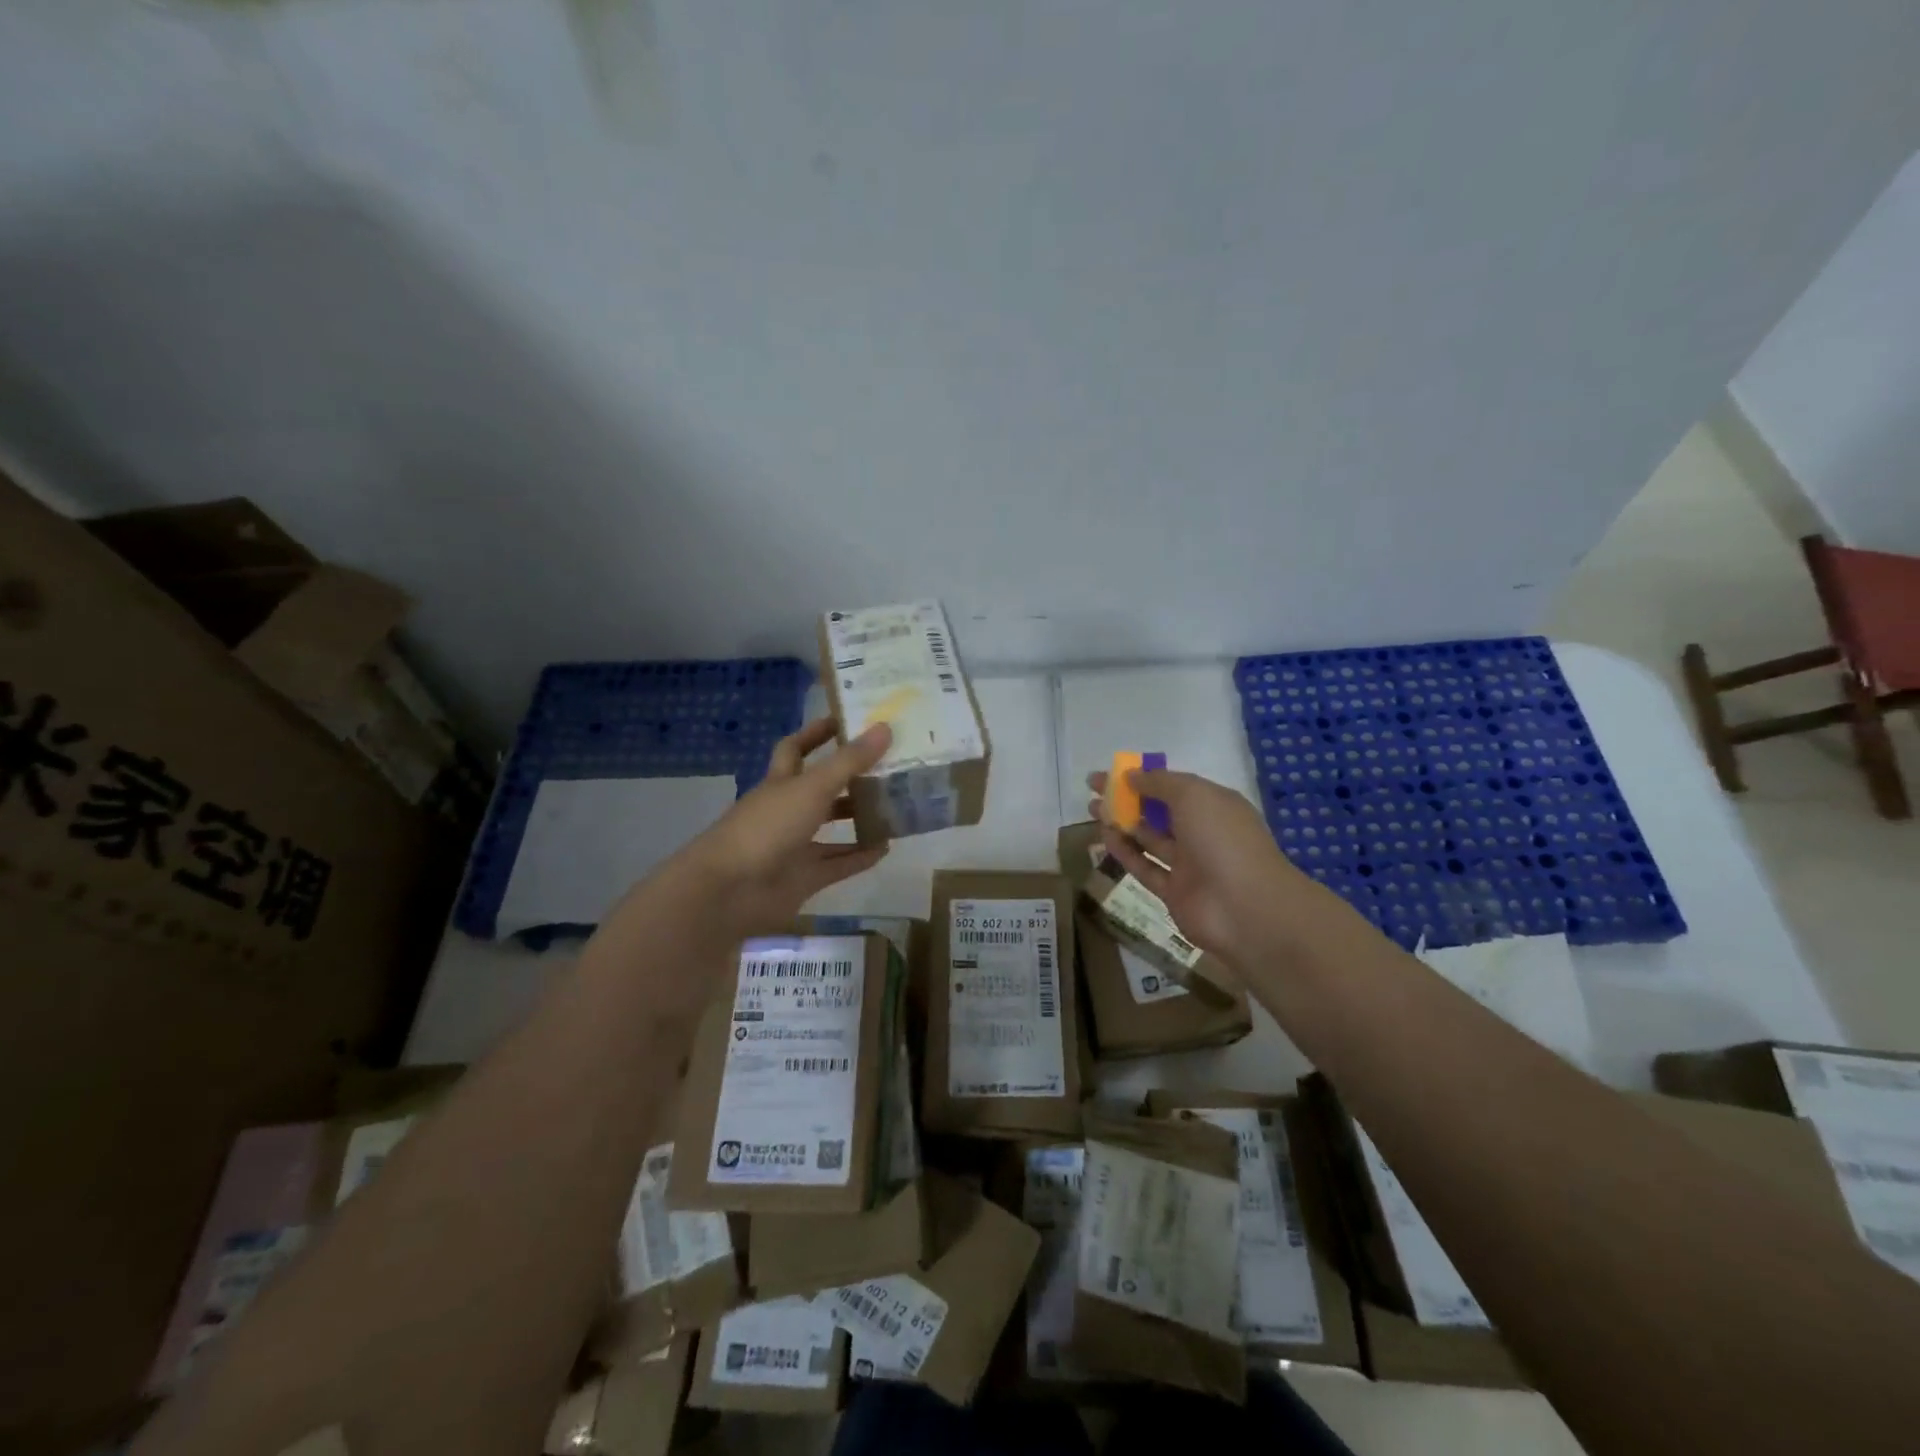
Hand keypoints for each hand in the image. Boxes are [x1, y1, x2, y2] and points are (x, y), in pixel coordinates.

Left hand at [677, 717, 891, 936]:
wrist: (729, 891)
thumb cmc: (767, 827)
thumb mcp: (812, 787)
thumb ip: (849, 761)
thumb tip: (885, 727)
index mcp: (781, 781)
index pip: (797, 748)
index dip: (818, 733)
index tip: (848, 720)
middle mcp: (787, 809)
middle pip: (821, 787)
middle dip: (850, 776)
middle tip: (889, 763)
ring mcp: (795, 845)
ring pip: (832, 827)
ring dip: (859, 817)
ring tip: (896, 805)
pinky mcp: (804, 877)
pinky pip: (838, 864)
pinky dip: (860, 856)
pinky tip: (886, 847)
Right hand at [1087, 767, 1333, 966]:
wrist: (1246, 907)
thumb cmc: (1222, 839)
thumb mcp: (1192, 795)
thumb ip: (1159, 782)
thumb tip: (1132, 776)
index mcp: (1214, 805)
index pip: (1173, 786)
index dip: (1142, 777)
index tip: (1110, 773)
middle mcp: (1202, 832)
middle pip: (1158, 811)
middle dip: (1127, 799)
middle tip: (1093, 791)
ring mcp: (1189, 864)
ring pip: (1150, 839)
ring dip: (1122, 823)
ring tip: (1092, 811)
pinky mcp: (1175, 893)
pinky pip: (1146, 868)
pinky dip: (1126, 853)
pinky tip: (1104, 838)